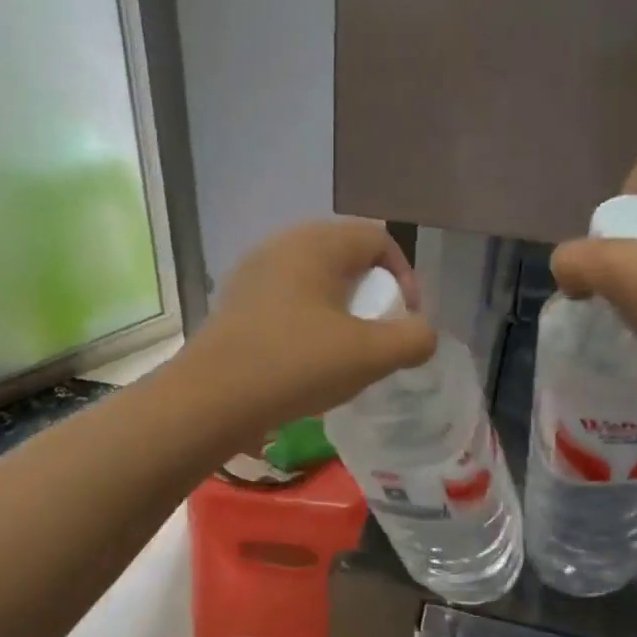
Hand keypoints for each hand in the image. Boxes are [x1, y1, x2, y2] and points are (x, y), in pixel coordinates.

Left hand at [185, 219, 438, 431]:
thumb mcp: (369, 355)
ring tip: (344, 349)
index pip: (377, 238)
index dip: (404, 275)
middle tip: (377, 333)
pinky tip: (305, 358)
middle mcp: (282, 245)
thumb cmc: (296, 365)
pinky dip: (307, 320)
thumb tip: (424, 333)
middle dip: (371, 293)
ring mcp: (253, 272)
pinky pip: (286, 299)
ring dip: (339, 309)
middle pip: (344, 257)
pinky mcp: (235, 302)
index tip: (406, 318)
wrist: (212, 398)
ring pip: (313, 280)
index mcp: (317, 243)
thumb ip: (413, 339)